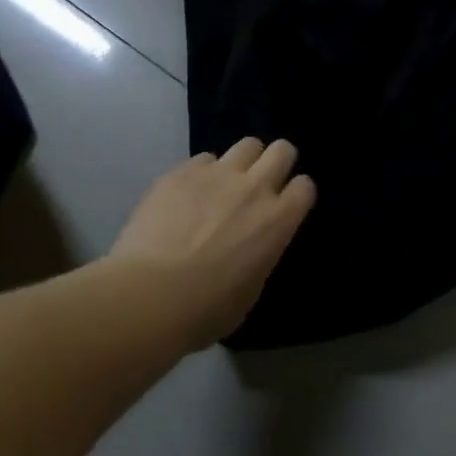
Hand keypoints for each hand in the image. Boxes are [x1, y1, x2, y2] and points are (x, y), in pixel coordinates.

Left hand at [110, 138, 316, 346]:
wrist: (150, 294)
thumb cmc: (205, 309)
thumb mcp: (250, 291)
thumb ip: (260, 257)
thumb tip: (253, 248)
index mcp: (278, 221)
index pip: (305, 187)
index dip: (296, 194)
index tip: (286, 205)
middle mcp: (253, 188)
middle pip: (281, 150)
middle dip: (277, 162)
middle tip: (262, 182)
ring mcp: (216, 174)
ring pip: (245, 145)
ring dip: (242, 162)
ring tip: (225, 183)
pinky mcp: (181, 171)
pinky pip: (203, 159)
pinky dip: (202, 173)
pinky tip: (187, 194)